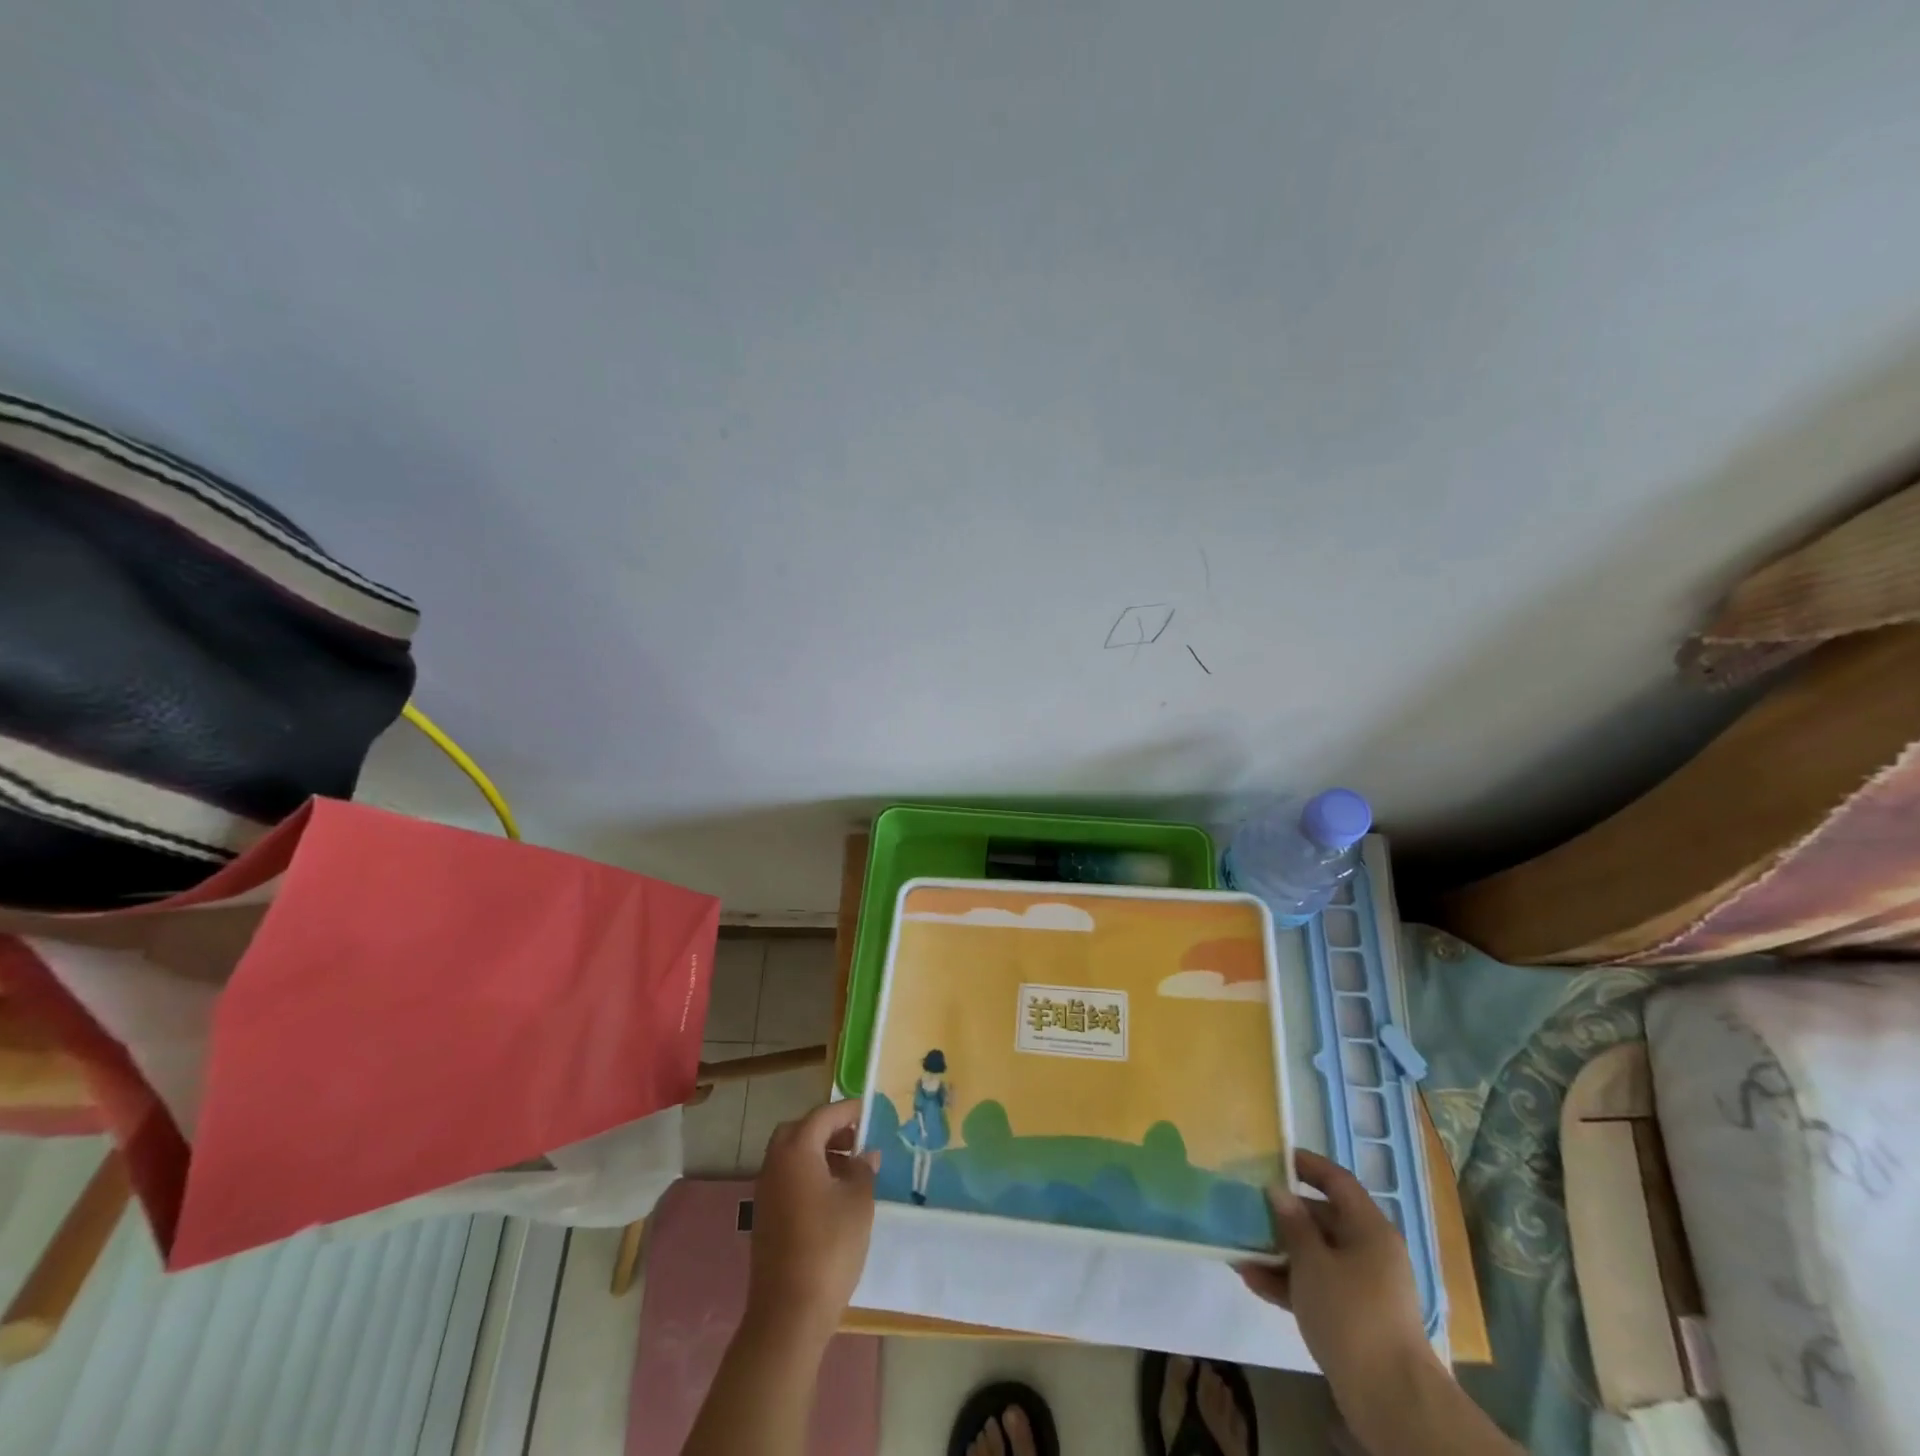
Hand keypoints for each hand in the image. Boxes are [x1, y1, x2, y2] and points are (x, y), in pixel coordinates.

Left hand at [745, 1100, 880, 1341]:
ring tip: (849, 1168)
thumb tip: (865, 1155)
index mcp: (797, 1151)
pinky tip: (831, 1196)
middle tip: (855, 1139)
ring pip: (790, 1155)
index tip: (868, 1111)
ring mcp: (766, 1192)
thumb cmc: (829, 1248)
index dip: (847, 1111)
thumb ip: (863, 1170)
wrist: (789, 1313)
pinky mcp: (765, 1217)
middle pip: (799, 1131)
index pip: (823, 1116)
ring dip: (817, 1152)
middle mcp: (775, 1164)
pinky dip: (807, 1173)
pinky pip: (787, 1178)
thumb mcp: (858, 1202)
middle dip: (827, 1129)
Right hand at [1238, 1149, 1437, 1406]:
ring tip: (1240, 1247)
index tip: (1274, 1156)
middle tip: (1246, 1206)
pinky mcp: (1353, 1317)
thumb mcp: (1313, 1262)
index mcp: (1369, 1229)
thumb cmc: (1351, 1314)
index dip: (1307, 1165)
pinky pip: (1316, 1285)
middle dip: (1284, 1214)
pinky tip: (1252, 1280)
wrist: (1391, 1400)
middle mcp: (1369, 1251)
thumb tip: (1278, 1191)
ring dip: (1279, 1250)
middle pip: (1323, 1218)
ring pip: (1316, 1254)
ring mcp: (1363, 1286)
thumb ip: (1293, 1224)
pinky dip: (1288, 1281)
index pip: (1337, 1181)